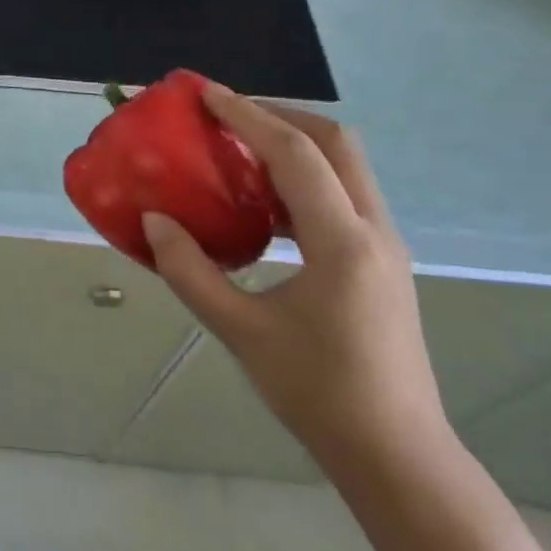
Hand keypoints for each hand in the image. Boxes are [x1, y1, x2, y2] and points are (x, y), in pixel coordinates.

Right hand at [140, 84, 451, 482]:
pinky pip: (342, 195)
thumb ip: (189, 271)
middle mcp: (373, 230)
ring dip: (293, 143)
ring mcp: (384, 245)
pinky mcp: (381, 261)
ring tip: (238, 148)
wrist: (397, 455)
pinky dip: (303, 178)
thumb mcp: (240, 332)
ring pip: (345, 166)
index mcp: (342, 242)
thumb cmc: (317, 393)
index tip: (205, 94)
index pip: (295, 153)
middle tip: (224, 115)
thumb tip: (154, 221)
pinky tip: (263, 204)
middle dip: (278, 115)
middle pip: (335, 142)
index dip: (247, 116)